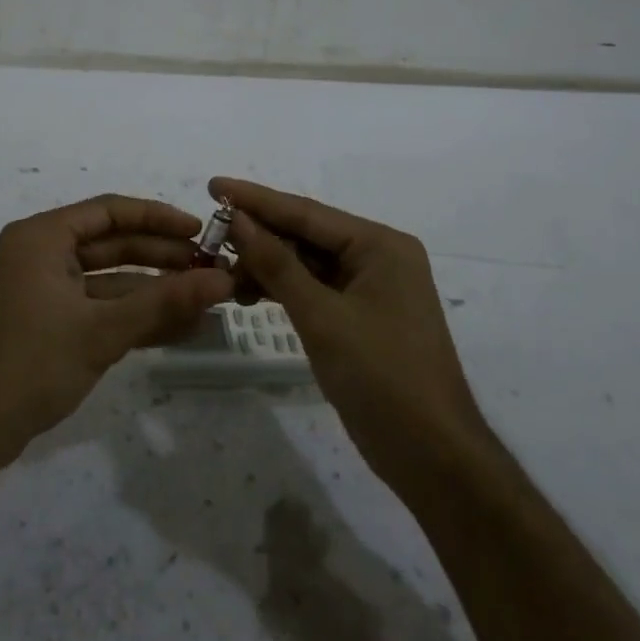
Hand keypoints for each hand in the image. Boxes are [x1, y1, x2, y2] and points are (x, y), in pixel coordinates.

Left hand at [0, 195, 234, 468]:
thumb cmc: (30, 365)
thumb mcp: (101, 331)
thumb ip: (163, 303)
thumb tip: (223, 280)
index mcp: (43, 237)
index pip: (110, 210)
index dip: (158, 218)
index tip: (200, 232)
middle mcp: (41, 254)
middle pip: (112, 244)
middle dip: (161, 257)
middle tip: (211, 268)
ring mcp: (43, 290)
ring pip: (109, 279)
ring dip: (152, 291)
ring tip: (204, 300)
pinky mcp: (48, 323)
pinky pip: (98, 307)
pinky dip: (132, 316)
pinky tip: (176, 328)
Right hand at [212, 177, 491, 496]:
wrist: (430, 455)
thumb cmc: (382, 376)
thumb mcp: (322, 316)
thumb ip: (277, 265)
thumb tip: (237, 219)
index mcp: (380, 245)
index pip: (307, 212)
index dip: (256, 200)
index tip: (212, 185)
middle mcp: (376, 258)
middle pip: (306, 235)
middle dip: (258, 235)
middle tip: (209, 234)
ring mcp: (368, 289)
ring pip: (306, 264)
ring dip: (266, 266)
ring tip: (221, 270)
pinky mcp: (358, 318)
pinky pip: (312, 289)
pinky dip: (281, 290)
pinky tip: (247, 293)